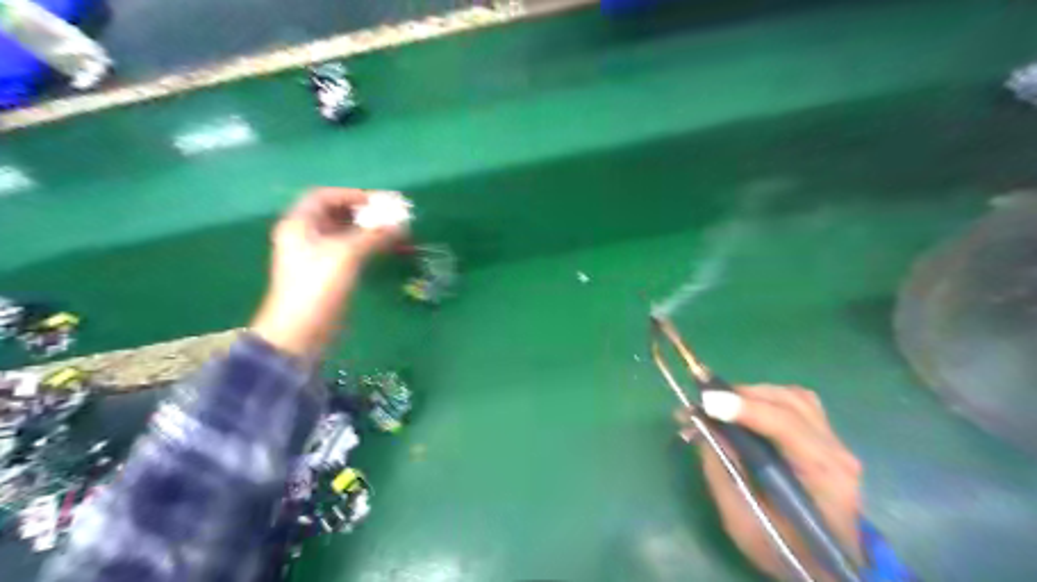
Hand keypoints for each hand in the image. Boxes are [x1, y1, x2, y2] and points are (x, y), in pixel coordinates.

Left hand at [253, 189, 408, 356]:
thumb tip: (402, 222)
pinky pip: (350, 251)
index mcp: (299, 225)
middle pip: (336, 214)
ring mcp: (316, 256)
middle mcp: (305, 236)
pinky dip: (368, 246)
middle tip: (392, 215)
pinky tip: (385, 248)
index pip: (324, 197)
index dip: (352, 195)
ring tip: (394, 231)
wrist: (300, 333)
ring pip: (345, 233)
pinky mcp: (328, 273)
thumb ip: (374, 235)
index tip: (380, 201)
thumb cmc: (317, 287)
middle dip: (364, 212)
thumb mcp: (346, 255)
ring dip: (369, 230)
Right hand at [679, 385, 862, 580]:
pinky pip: (798, 404)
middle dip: (742, 396)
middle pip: (789, 403)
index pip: (786, 425)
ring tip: (721, 406)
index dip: (745, 408)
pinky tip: (747, 411)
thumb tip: (704, 426)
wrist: (829, 572)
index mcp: (822, 477)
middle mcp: (836, 453)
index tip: (706, 402)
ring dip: (754, 394)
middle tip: (702, 405)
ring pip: (794, 397)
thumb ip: (722, 470)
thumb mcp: (742, 521)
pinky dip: (767, 399)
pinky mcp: (827, 441)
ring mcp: (836, 444)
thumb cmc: (784, 551)